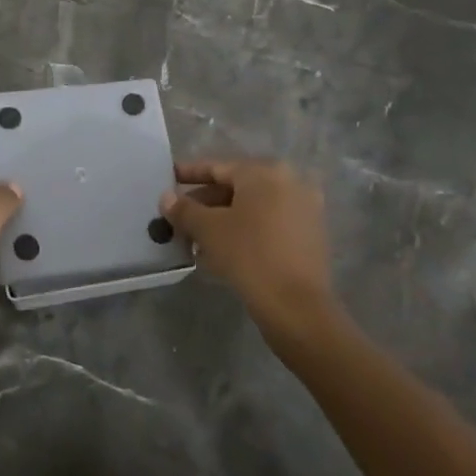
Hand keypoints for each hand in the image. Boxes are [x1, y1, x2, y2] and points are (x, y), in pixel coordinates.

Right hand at [161, 160, 343, 343]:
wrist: (297, 308)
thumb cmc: (249, 255)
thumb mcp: (208, 230)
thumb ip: (184, 209)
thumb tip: (166, 198)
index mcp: (265, 172)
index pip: (218, 167)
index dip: (189, 174)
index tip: (168, 179)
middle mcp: (290, 183)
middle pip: (236, 188)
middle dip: (205, 203)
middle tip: (179, 218)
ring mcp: (304, 210)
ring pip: (252, 209)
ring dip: (222, 220)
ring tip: (194, 240)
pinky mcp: (310, 237)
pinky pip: (268, 225)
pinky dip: (244, 232)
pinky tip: (221, 252)